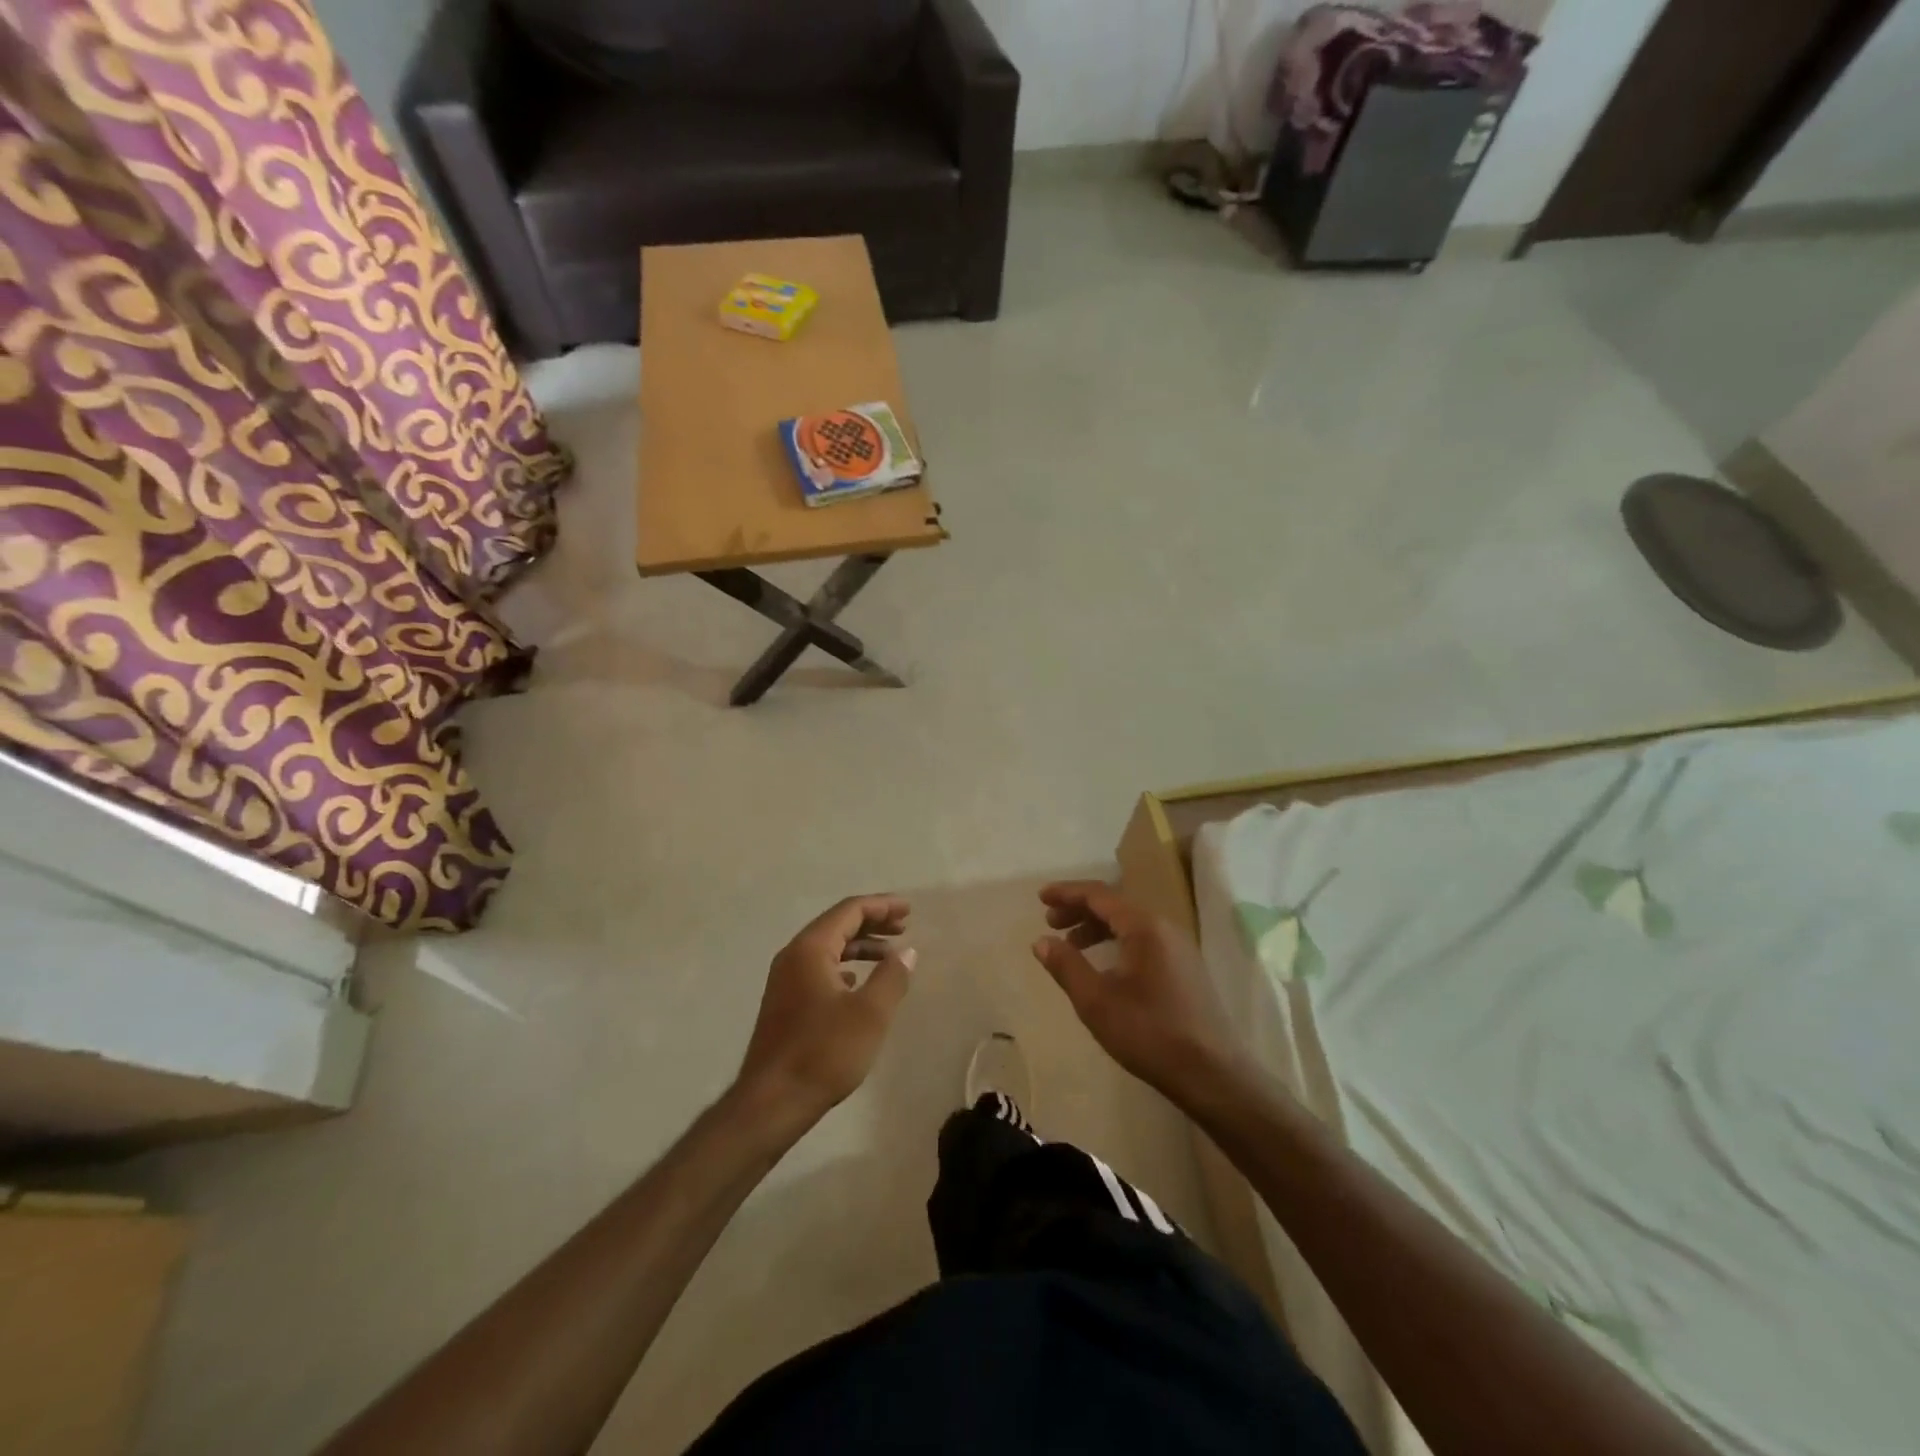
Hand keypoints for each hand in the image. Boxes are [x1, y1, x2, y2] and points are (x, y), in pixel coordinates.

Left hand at [736, 896, 915, 1130]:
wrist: (772, 1102)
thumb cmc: (824, 1052)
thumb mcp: (870, 1014)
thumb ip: (892, 977)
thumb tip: (907, 952)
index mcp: (810, 949)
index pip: (849, 911)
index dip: (881, 906)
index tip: (908, 910)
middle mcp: (793, 956)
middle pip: (837, 925)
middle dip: (872, 922)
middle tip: (904, 926)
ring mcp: (785, 980)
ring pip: (828, 948)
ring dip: (860, 946)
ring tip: (890, 955)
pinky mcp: (785, 1003)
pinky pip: (819, 969)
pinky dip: (844, 966)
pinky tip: (857, 982)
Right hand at [1032, 881, 1248, 1106]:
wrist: (1212, 1074)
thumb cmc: (1150, 1033)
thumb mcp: (1097, 1001)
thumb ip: (1066, 966)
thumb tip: (1041, 941)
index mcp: (1145, 927)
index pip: (1100, 895)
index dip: (1067, 893)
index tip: (1041, 897)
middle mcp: (1165, 928)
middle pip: (1116, 905)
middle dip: (1080, 909)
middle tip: (1051, 923)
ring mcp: (1180, 948)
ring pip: (1130, 924)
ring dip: (1097, 928)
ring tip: (1071, 946)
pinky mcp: (1186, 969)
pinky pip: (1144, 940)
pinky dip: (1117, 942)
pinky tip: (1104, 966)